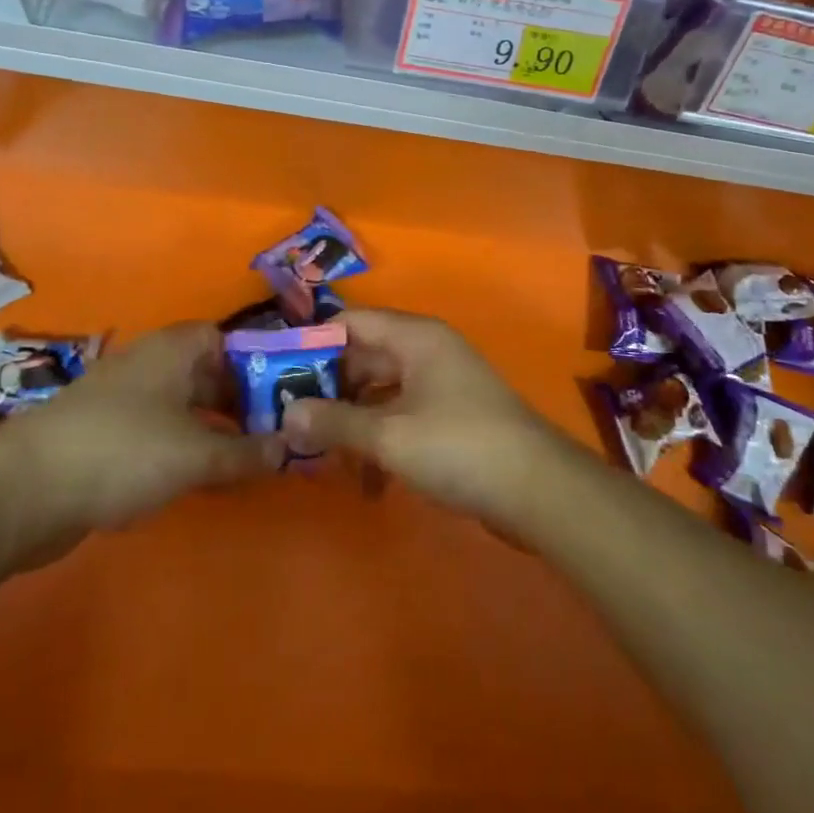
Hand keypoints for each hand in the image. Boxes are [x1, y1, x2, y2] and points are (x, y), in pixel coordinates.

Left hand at [0, 323, 281, 568]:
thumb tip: (288, 449)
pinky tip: (194, 479)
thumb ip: (245, 453)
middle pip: (205, 373)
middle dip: (237, 402)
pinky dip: (179, 449)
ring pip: (181, 405)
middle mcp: (149, 363)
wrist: (26, 489)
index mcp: (173, 349)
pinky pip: (156, 431)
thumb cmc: (124, 451)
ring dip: (210, 429)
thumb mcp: (196, 454)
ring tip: (242, 462)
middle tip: (270, 435)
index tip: (279, 397)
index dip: (254, 363)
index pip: (224, 339)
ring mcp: (122, 398)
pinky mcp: (103, 433)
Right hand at [281, 309, 567, 526]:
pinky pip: (401, 416)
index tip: (275, 371)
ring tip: (320, 455)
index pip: (350, 322)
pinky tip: (367, 481)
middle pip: (363, 357)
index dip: (311, 343)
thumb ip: (334, 423)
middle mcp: (426, 351)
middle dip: (327, 389)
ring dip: (352, 421)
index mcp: (413, 337)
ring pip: (380, 391)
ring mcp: (440, 384)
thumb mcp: (388, 436)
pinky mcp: (450, 417)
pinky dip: (380, 439)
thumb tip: (285, 415)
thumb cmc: (459, 446)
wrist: (538, 490)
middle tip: (289, 420)